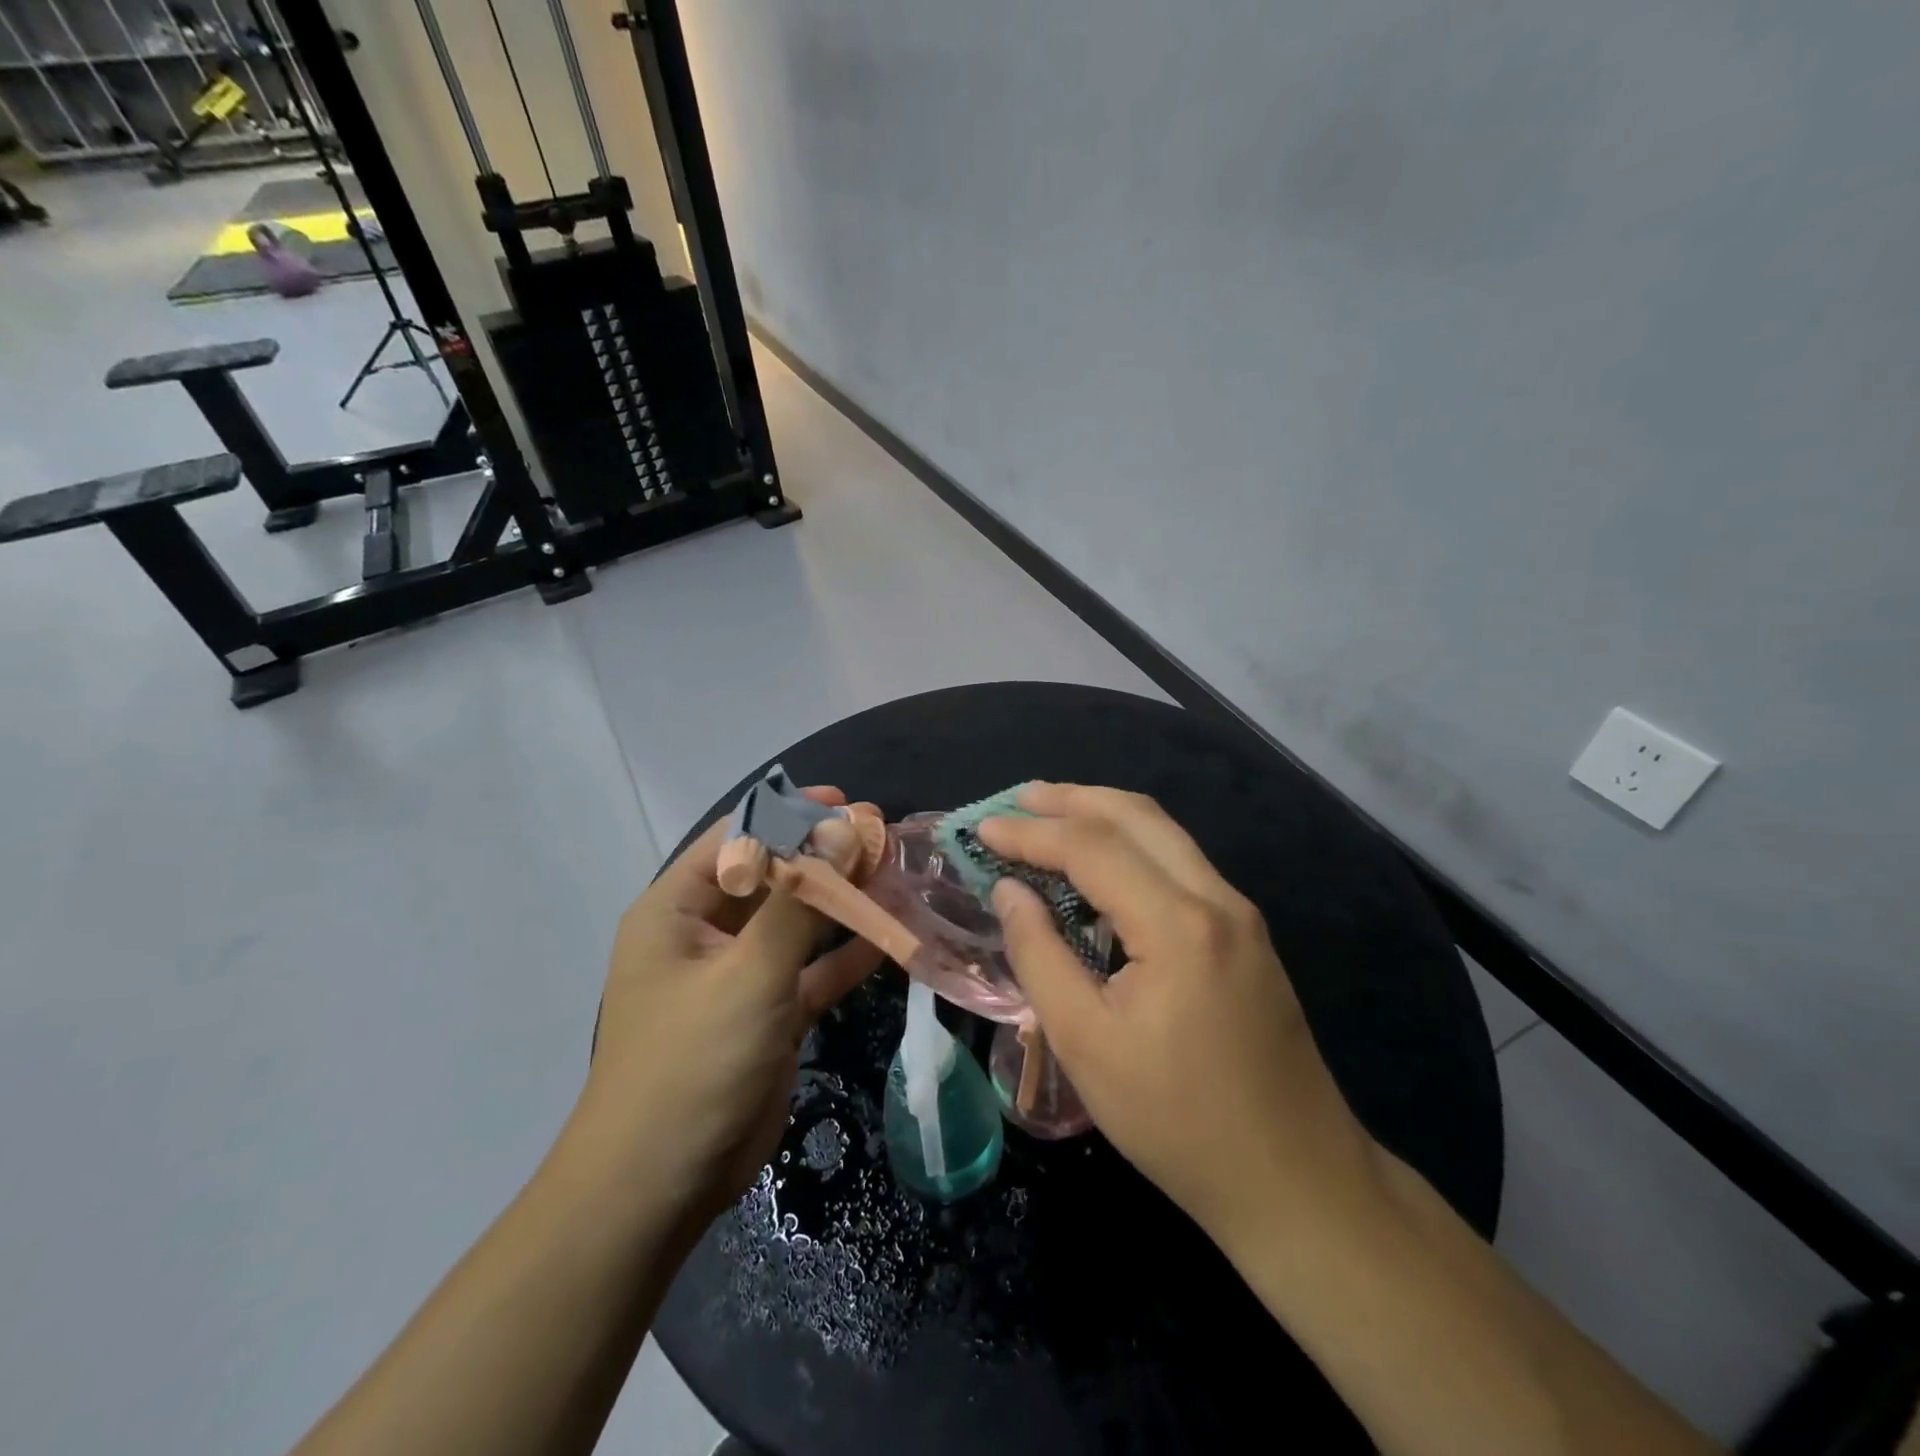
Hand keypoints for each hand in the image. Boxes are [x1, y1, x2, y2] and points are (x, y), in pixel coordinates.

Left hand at [575, 787, 881, 1231]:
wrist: (662, 1186)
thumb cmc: (693, 1062)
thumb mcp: (748, 972)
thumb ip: (798, 900)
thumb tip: (841, 829)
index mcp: (676, 909)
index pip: (736, 838)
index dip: (788, 813)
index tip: (846, 804)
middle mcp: (704, 933)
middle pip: (771, 877)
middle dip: (824, 856)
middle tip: (882, 836)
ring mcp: (737, 976)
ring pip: (795, 923)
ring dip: (840, 902)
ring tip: (892, 874)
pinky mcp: (767, 1014)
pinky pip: (810, 971)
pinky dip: (844, 955)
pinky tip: (888, 936)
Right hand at [980, 784, 1380, 1248]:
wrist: (1296, 1179)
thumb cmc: (1178, 1121)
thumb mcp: (1086, 1045)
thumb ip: (1040, 956)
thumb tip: (1010, 891)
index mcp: (1178, 924)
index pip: (1092, 847)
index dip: (1031, 833)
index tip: (983, 828)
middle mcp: (1216, 899)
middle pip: (1136, 816)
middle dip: (1072, 799)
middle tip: (1018, 798)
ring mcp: (1239, 913)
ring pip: (1164, 832)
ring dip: (1104, 813)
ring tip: (1051, 813)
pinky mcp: (1247, 933)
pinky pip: (1180, 861)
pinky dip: (1132, 843)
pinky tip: (1101, 862)